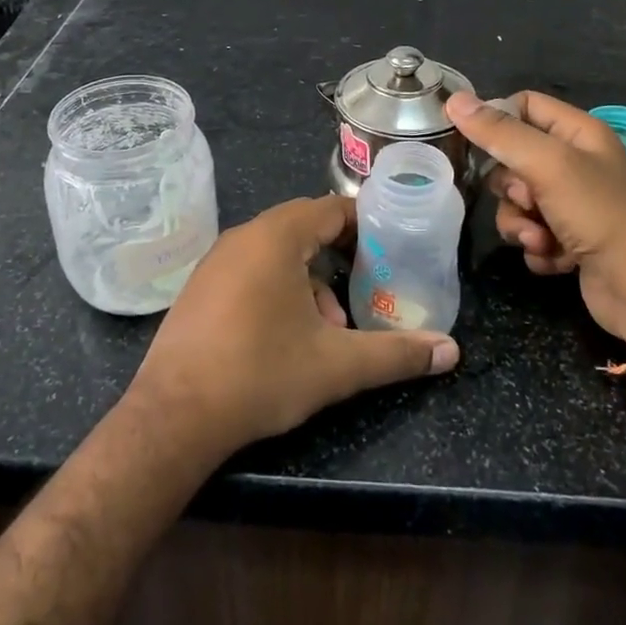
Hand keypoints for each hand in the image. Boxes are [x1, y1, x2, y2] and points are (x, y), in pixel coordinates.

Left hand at [126, 196, 459, 458]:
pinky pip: (250, 269)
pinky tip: (286, 335)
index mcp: (276, 237)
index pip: (331, 208)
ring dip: (309, 280)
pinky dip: (277, 288)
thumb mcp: (337, 365)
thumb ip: (396, 354)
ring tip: (330, 328)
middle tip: (367, 287)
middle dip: (339, 257)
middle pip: (303, 228)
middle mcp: (243, 237)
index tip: (391, 248)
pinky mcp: (199, 288)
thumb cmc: (261, 374)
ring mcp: (215, 261)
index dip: (365, 224)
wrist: (174, 415)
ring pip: (276, 252)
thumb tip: (451, 351)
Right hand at [448, 89, 625, 343]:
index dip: (497, 120)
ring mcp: (572, 204)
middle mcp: (574, 163)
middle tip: (527, 199)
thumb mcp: (548, 165)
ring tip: (541, 239)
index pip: (523, 105)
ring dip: (520, 222)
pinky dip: (536, 246)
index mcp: (577, 132)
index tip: (475, 143)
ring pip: (517, 202)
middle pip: (512, 159)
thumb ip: (500, 133)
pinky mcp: (569, 240)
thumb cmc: (600, 214)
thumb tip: (454, 99)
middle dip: (509, 186)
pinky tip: (555, 259)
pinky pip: (530, 232)